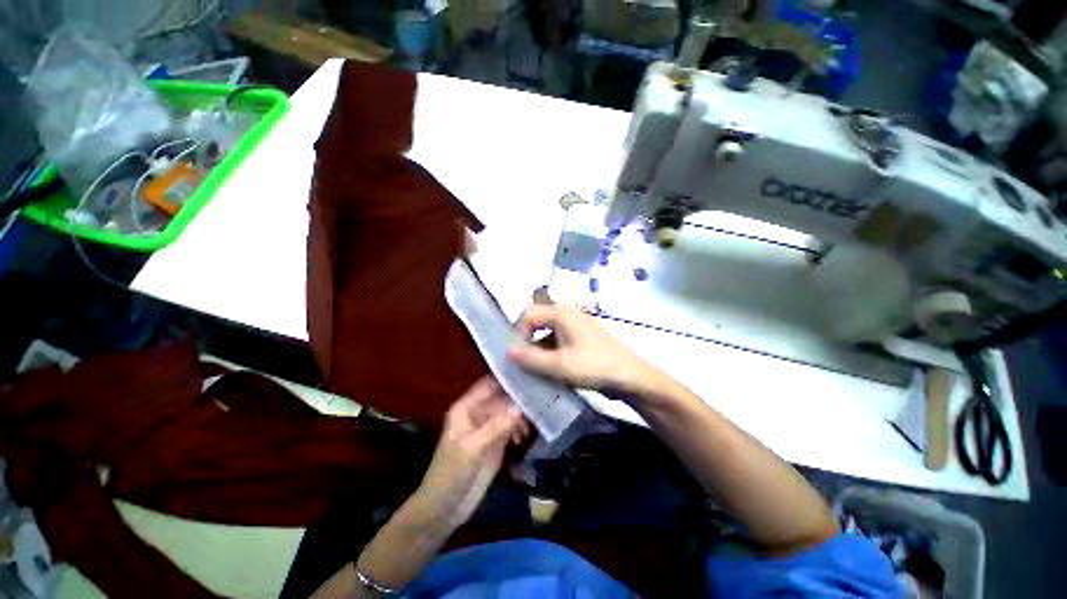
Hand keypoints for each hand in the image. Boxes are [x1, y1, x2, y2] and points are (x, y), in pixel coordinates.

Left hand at [413, 378, 528, 528]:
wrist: (445, 510)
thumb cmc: (451, 474)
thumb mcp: (472, 448)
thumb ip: (496, 426)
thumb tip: (520, 407)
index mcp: (466, 408)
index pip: (489, 385)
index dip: (506, 380)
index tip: (528, 377)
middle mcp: (478, 413)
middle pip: (501, 398)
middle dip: (518, 399)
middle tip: (540, 399)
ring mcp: (488, 428)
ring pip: (508, 412)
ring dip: (521, 416)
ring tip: (534, 421)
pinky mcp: (496, 443)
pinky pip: (511, 428)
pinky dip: (519, 430)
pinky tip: (524, 438)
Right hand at [506, 303, 662, 395]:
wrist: (630, 376)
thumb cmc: (593, 366)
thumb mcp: (558, 366)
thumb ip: (530, 359)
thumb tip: (507, 352)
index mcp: (560, 313)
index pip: (527, 314)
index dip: (518, 333)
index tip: (518, 356)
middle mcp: (566, 313)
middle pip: (536, 321)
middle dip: (527, 341)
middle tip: (524, 362)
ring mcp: (575, 325)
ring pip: (546, 332)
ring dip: (538, 349)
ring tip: (536, 370)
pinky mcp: (580, 337)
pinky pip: (557, 340)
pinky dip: (550, 353)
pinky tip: (550, 370)